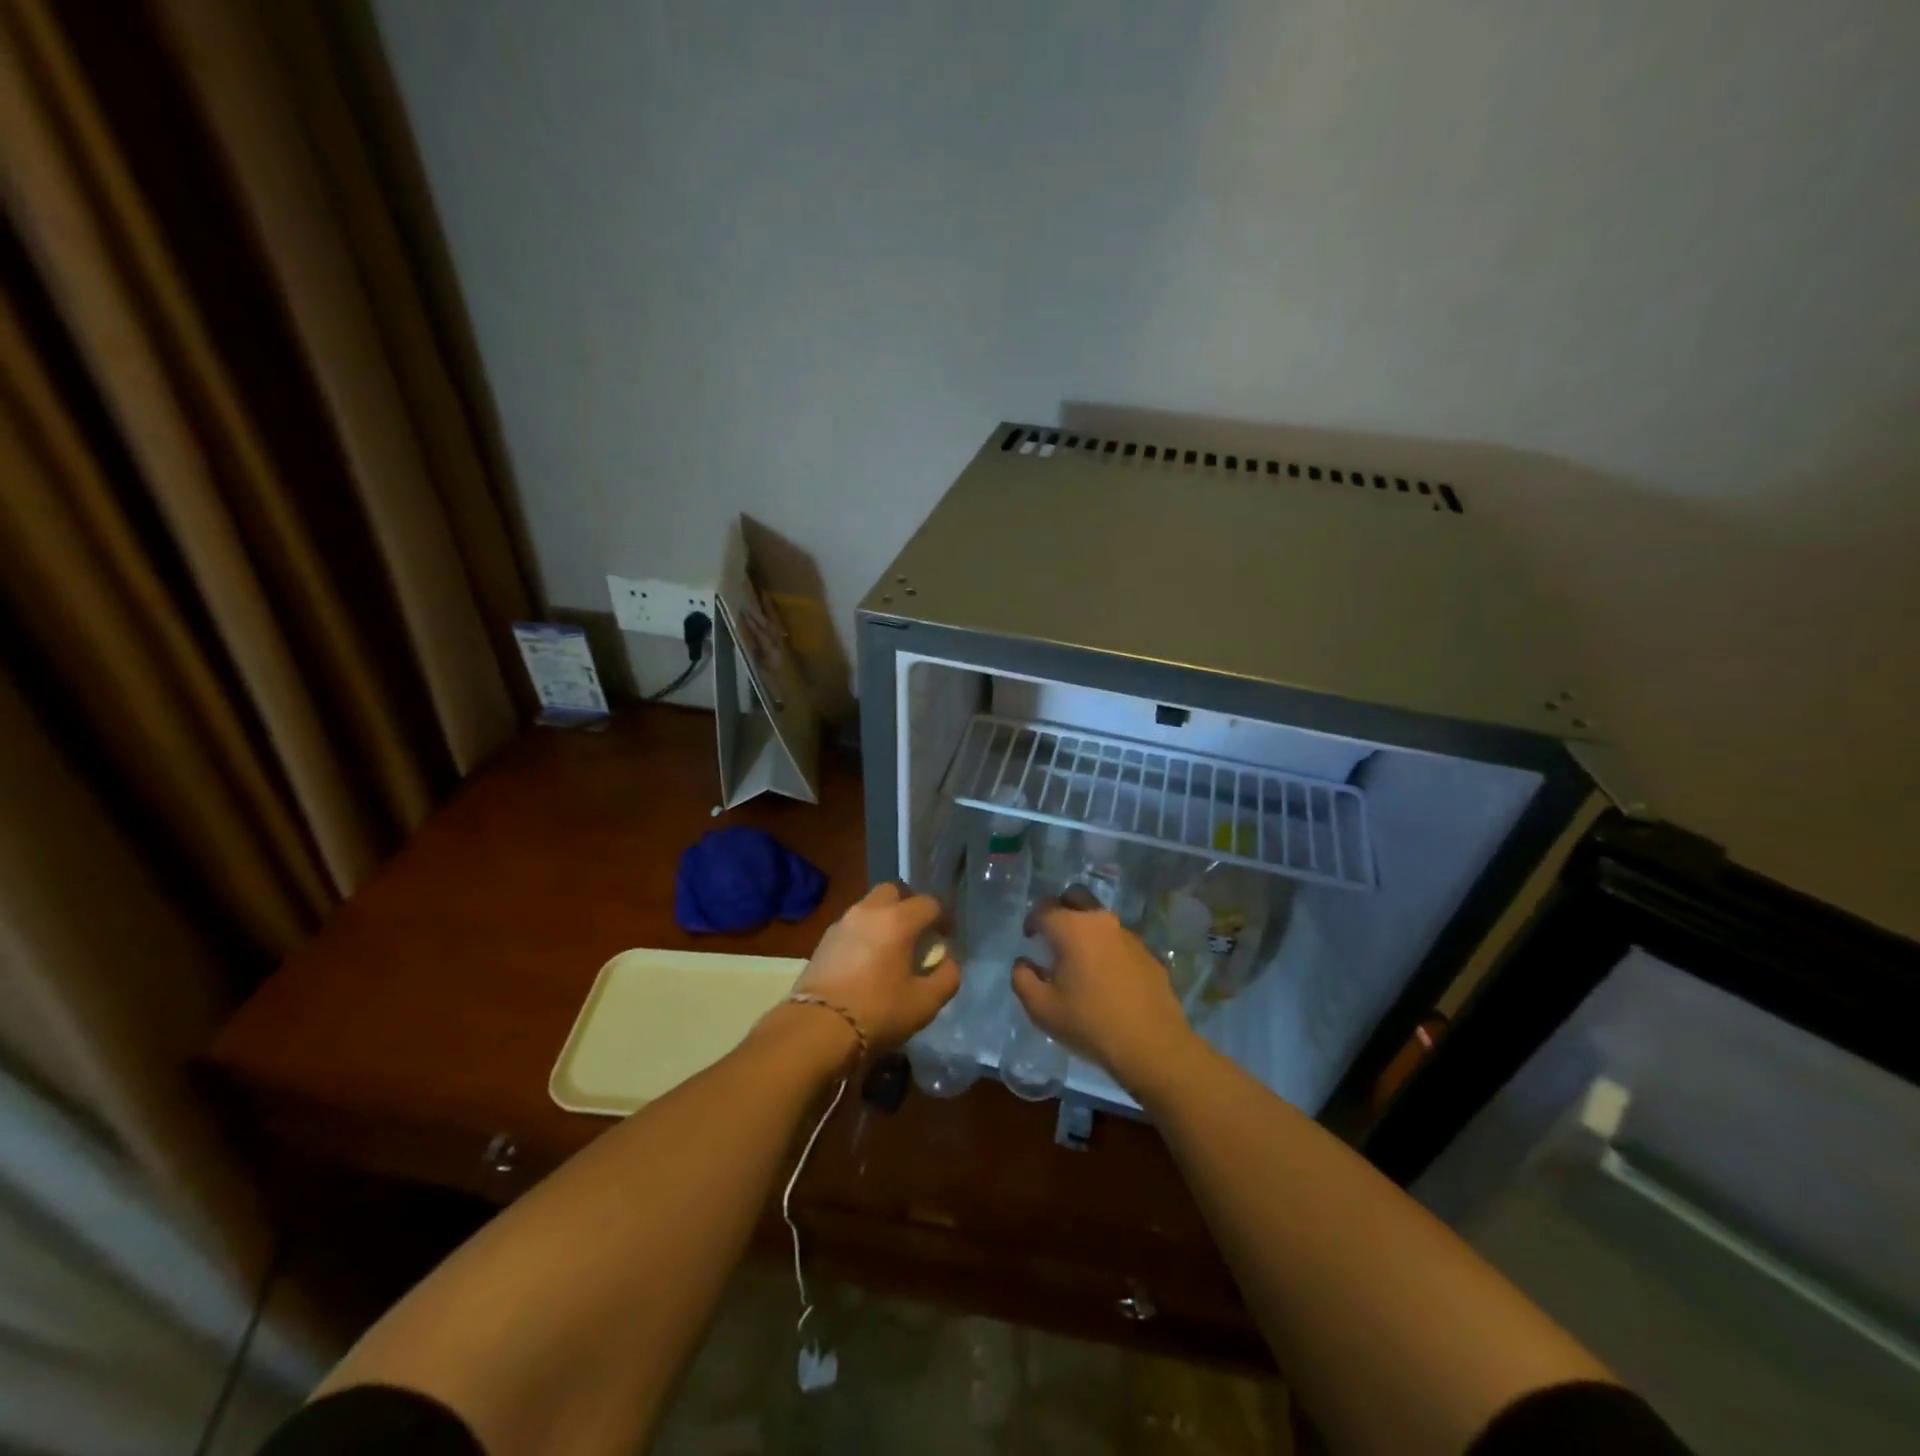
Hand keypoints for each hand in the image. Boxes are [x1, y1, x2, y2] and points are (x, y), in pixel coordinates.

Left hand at [791, 881, 959, 1053]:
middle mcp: (870, 911)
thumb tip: (948, 961)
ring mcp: (843, 923)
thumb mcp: (925, 1003)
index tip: (946, 937)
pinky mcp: (824, 940)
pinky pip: (853, 924)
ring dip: (885, 918)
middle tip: (917, 933)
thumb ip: (947, 977)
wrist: (816, 1029)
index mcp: (898, 920)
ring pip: (870, 906)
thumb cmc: (877, 1013)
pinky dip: (865, 932)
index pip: (930, 903)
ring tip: (891, 947)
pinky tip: (867, 960)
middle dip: (910, 906)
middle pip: (895, 892)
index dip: (943, 918)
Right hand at [1014, 886, 1196, 1089]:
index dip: (1031, 921)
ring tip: (1080, 961)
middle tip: (1053, 936)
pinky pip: (1120, 941)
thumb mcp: (1042, 1009)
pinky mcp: (1148, 953)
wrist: (1152, 1045)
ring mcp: (1129, 935)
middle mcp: (1101, 921)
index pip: (1044, 909)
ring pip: (1100, 919)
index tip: (1029, 939)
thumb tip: (1023, 962)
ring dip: (1086, 929)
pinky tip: (1107, 978)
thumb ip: (1022, 979)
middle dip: (1060, 908)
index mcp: (1072, 928)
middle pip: (1076, 896)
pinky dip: (1108, 949)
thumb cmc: (1090, 1024)